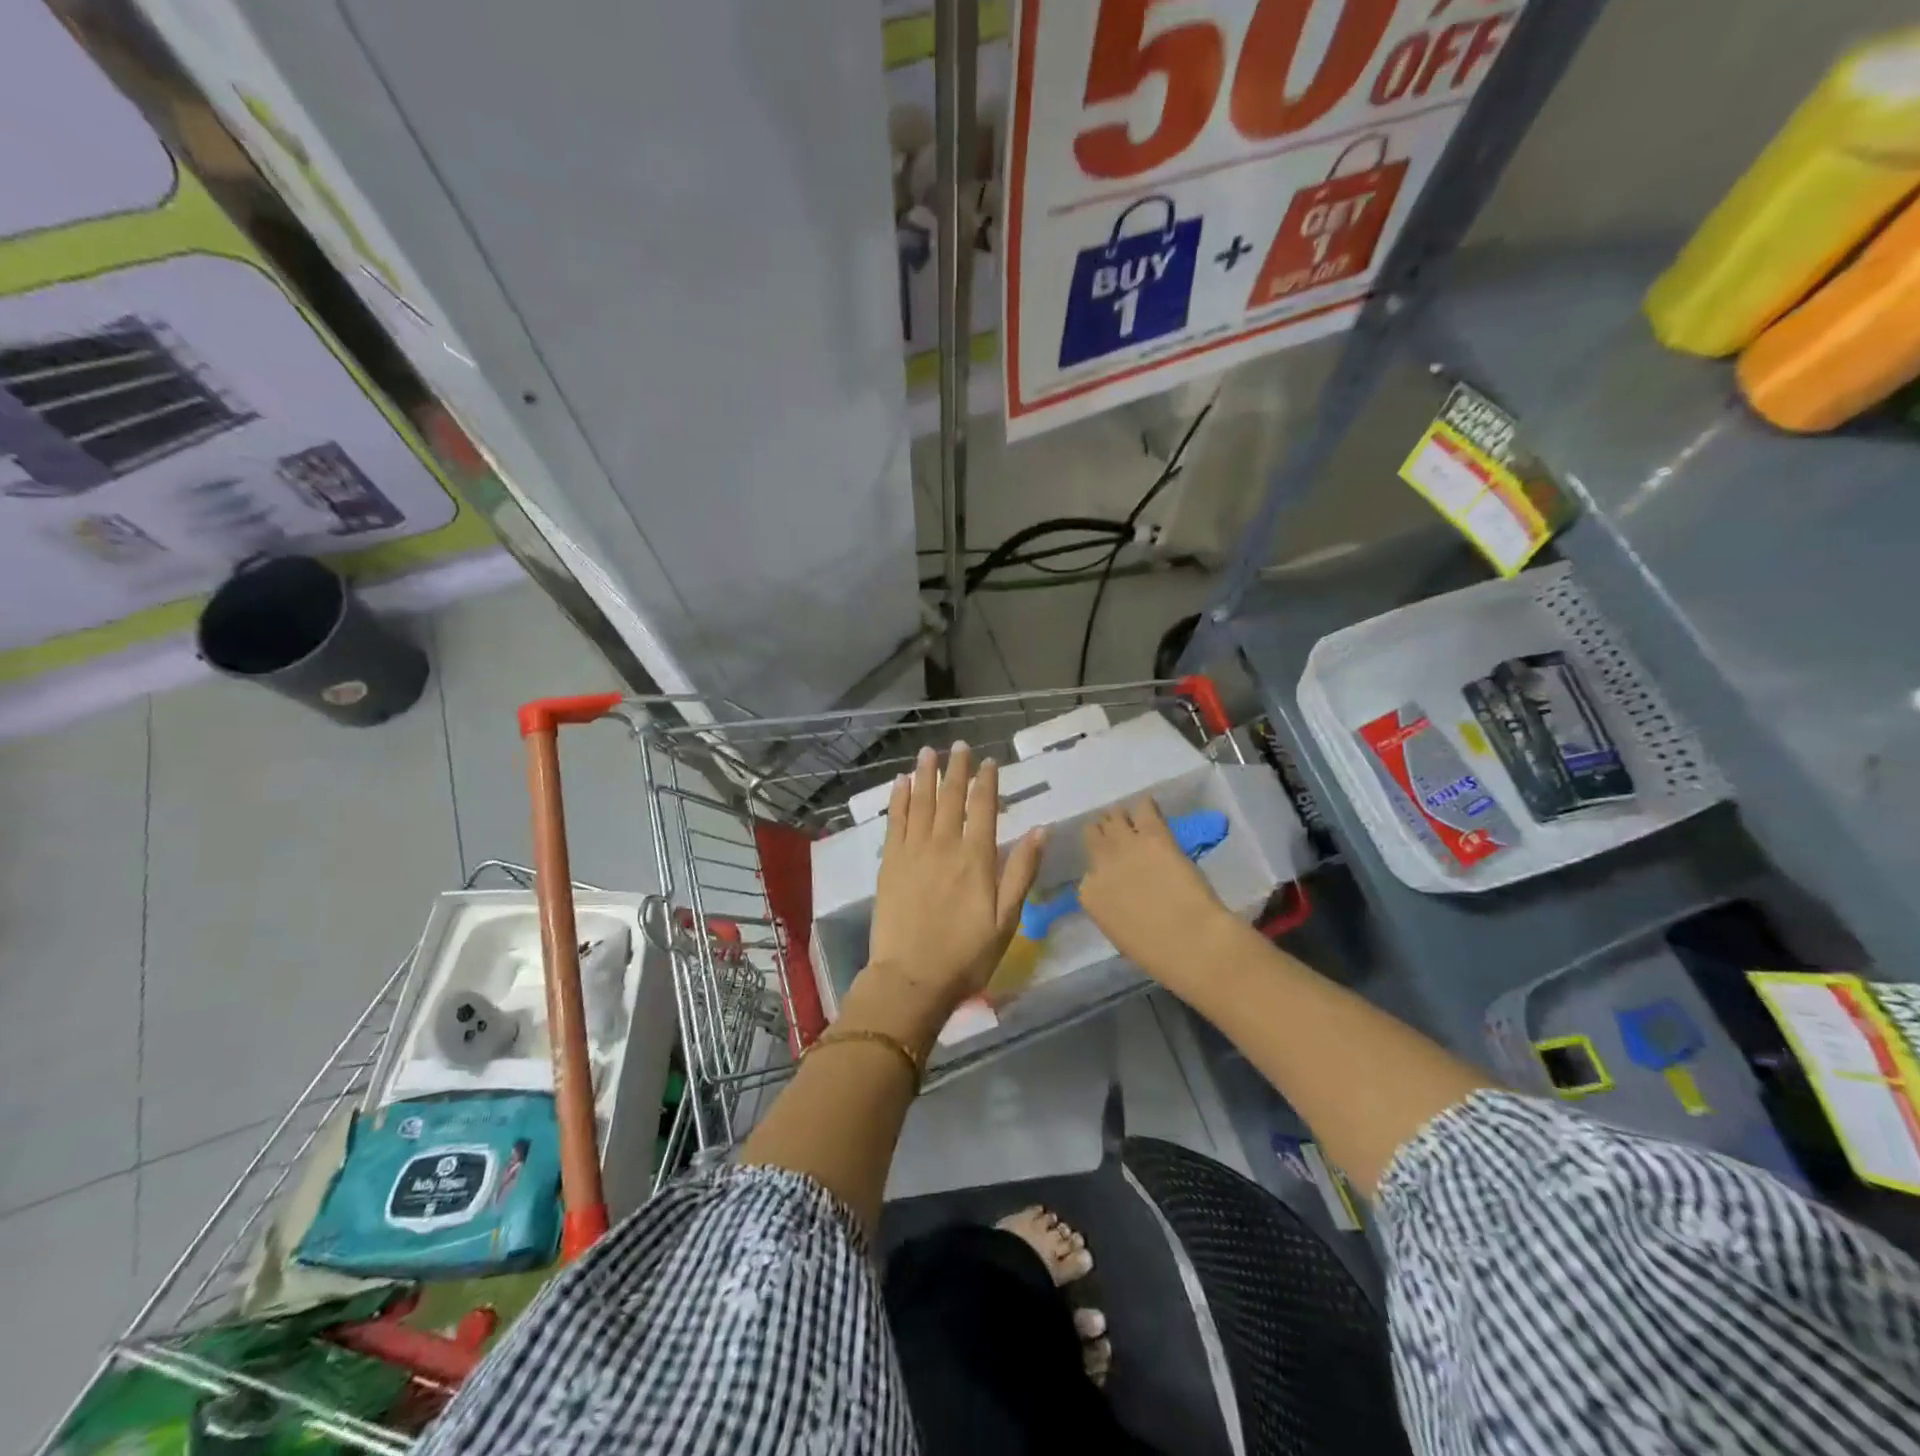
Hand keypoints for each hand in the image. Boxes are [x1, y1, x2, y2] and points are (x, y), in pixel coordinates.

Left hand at [858, 742, 1044, 1035]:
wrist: (911, 977)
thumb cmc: (966, 954)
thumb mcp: (1007, 919)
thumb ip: (1021, 871)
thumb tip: (1041, 829)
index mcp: (976, 857)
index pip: (983, 807)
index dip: (987, 782)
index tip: (989, 761)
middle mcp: (944, 844)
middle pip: (951, 797)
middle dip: (957, 769)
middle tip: (959, 746)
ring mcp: (913, 851)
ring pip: (921, 801)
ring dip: (926, 774)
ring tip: (929, 752)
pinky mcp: (889, 862)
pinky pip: (895, 821)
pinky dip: (899, 799)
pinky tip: (901, 783)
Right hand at [1079, 798, 1240, 994]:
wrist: (1190, 941)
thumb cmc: (1157, 952)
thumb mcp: (1119, 933)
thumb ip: (1112, 907)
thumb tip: (1121, 895)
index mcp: (1089, 894)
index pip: (1088, 873)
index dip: (1101, 868)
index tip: (1113, 870)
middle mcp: (1100, 863)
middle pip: (1094, 835)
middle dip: (1104, 833)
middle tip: (1118, 836)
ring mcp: (1124, 845)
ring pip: (1114, 816)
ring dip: (1121, 818)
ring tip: (1133, 820)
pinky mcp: (1152, 834)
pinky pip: (1143, 808)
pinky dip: (1145, 806)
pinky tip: (1150, 807)